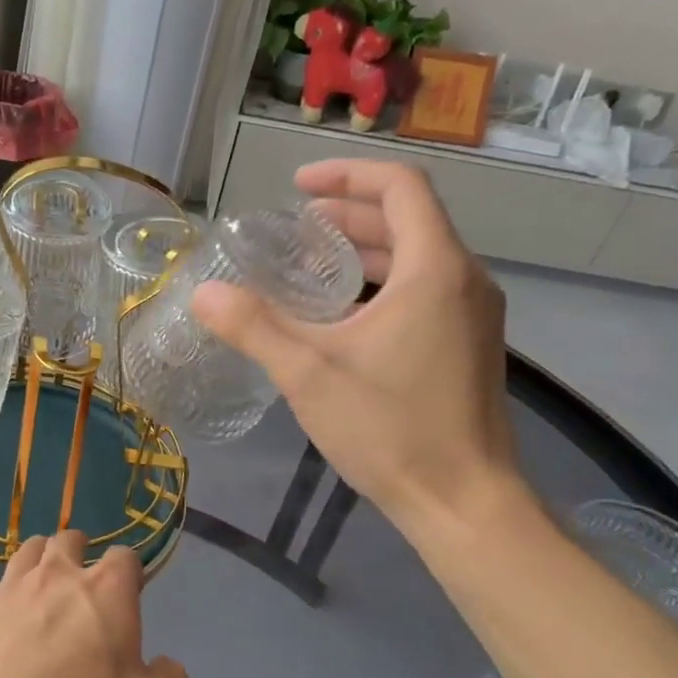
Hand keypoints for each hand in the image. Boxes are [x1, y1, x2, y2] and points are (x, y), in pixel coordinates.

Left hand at [0, 531, 192, 677]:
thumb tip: (169, 669)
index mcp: (105, 590)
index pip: (124, 557)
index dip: (128, 569)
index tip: (128, 586)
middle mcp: (54, 577)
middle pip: (66, 541)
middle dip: (76, 549)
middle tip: (78, 569)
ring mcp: (6, 593)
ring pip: (21, 555)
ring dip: (32, 559)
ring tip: (36, 574)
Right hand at [192, 159, 522, 532]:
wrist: (464, 502)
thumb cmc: (390, 430)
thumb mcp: (309, 374)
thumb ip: (255, 327)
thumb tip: (203, 292)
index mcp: (435, 270)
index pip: (401, 187)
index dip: (347, 175)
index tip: (297, 187)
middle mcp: (465, 280)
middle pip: (409, 219)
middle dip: (350, 211)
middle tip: (295, 225)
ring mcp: (473, 314)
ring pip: (418, 257)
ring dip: (366, 248)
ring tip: (311, 262)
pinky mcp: (469, 345)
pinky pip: (426, 289)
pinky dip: (382, 281)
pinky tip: (342, 314)